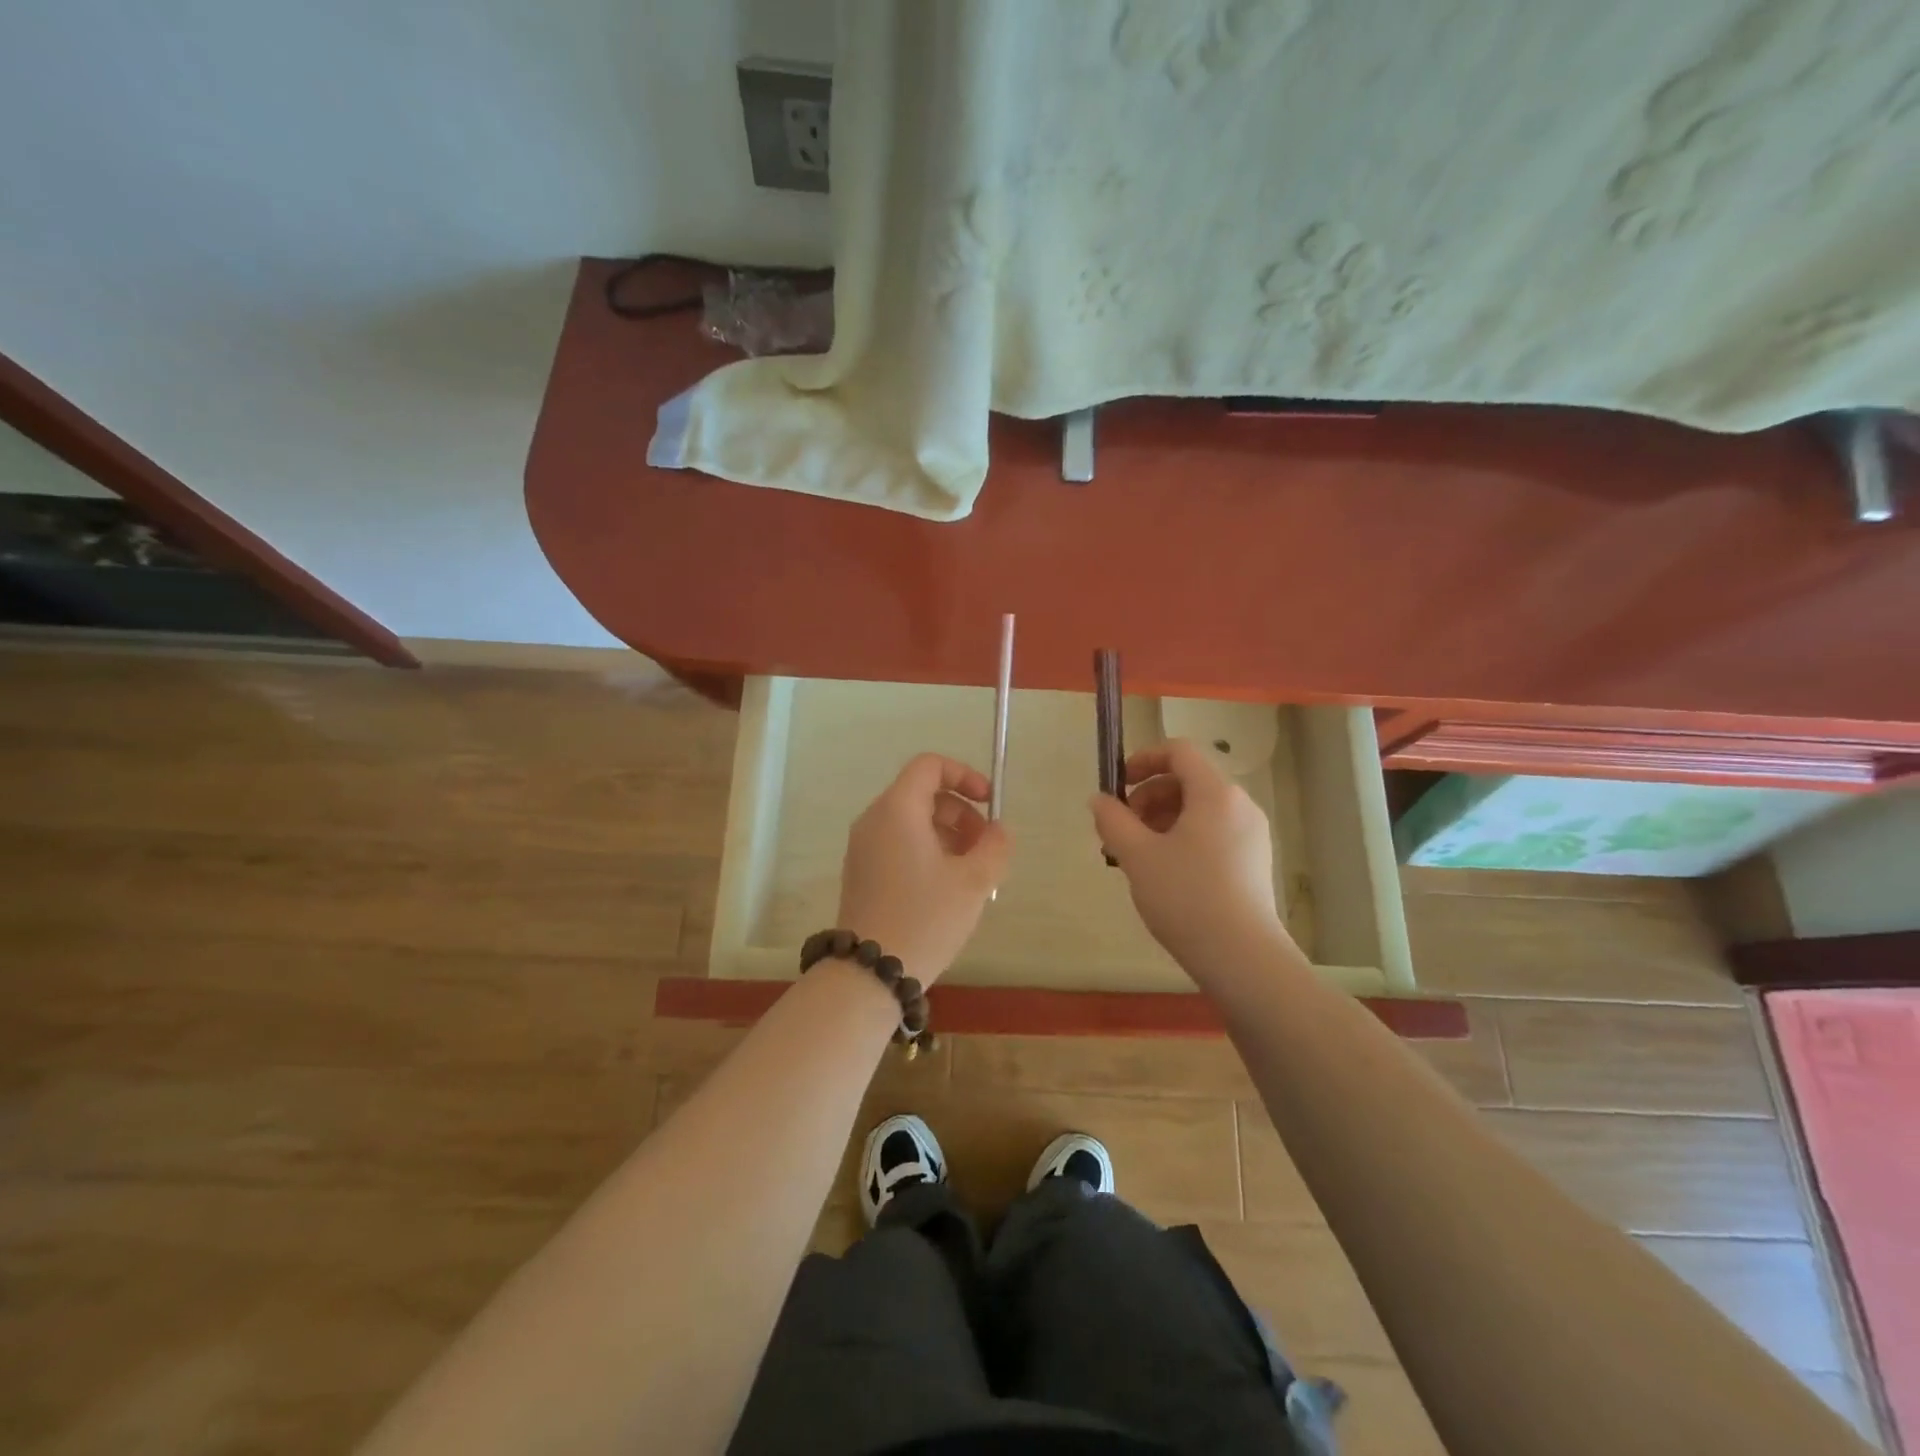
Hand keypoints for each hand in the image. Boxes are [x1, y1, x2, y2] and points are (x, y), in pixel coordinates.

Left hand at [837, 753, 1011, 984]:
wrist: (869, 972)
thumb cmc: (925, 918)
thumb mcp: (973, 881)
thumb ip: (995, 847)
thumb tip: (999, 830)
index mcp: (897, 810)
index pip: (929, 766)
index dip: (964, 775)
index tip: (989, 802)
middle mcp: (874, 820)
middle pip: (923, 794)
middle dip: (961, 813)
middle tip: (986, 848)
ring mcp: (863, 847)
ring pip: (912, 822)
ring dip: (948, 836)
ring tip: (972, 872)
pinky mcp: (862, 872)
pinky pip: (899, 844)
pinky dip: (928, 851)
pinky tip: (947, 887)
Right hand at [1089, 738, 1291, 974]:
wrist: (1242, 957)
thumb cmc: (1186, 897)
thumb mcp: (1137, 855)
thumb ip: (1112, 819)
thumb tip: (1099, 799)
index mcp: (1216, 793)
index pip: (1179, 752)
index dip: (1144, 759)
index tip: (1118, 785)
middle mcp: (1240, 805)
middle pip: (1188, 780)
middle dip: (1148, 796)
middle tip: (1120, 829)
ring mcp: (1251, 835)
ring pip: (1199, 809)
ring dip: (1162, 819)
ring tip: (1137, 854)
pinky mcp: (1253, 862)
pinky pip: (1213, 832)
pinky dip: (1183, 837)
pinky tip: (1164, 872)